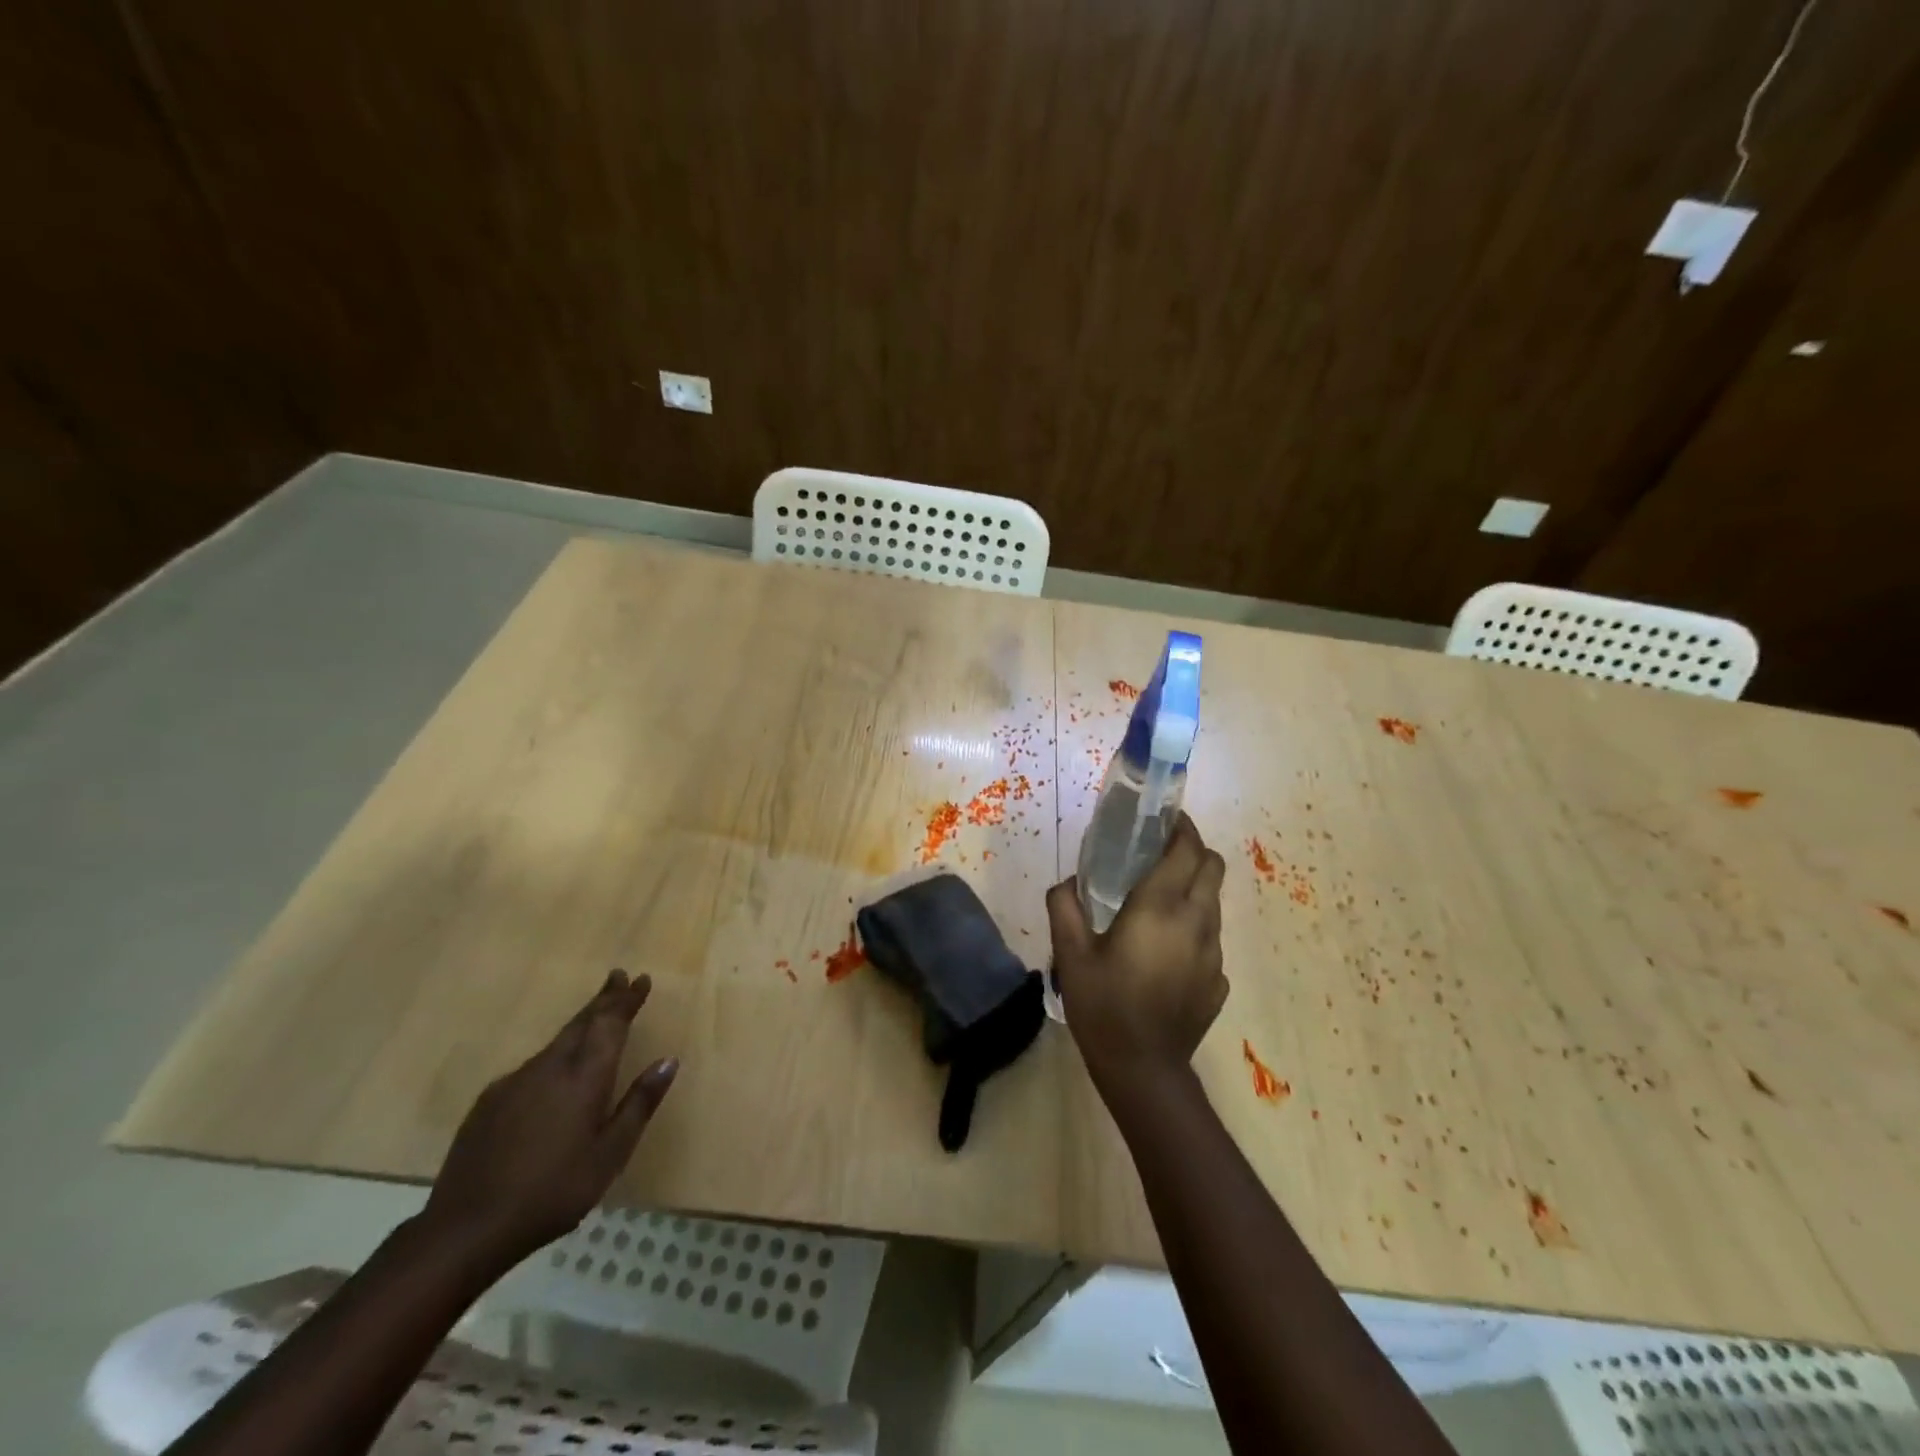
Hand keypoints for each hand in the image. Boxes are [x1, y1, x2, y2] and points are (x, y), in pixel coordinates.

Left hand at [422, 970, 678, 1269]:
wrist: (465, 1229)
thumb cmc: (553, 1192)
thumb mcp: (610, 1154)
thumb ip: (640, 1103)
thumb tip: (668, 1061)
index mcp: (584, 1077)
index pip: (610, 1023)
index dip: (626, 999)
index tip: (640, 979)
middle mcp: (550, 1067)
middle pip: (581, 1022)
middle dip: (603, 999)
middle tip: (618, 978)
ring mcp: (514, 1082)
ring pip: (556, 1042)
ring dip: (579, 1025)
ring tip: (594, 1019)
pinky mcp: (489, 1102)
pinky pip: (532, 1066)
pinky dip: (553, 1055)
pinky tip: (553, 1074)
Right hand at [1048, 814, 1227, 1085]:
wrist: (1143, 1070)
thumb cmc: (1103, 1006)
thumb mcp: (1070, 954)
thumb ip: (1064, 906)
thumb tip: (1067, 882)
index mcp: (1160, 908)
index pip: (1187, 849)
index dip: (1181, 827)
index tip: (1164, 818)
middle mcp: (1196, 922)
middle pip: (1212, 867)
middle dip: (1193, 851)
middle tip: (1160, 854)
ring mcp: (1213, 952)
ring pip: (1214, 902)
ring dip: (1194, 889)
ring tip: (1159, 901)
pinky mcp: (1219, 979)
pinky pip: (1211, 937)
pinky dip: (1194, 927)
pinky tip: (1165, 949)